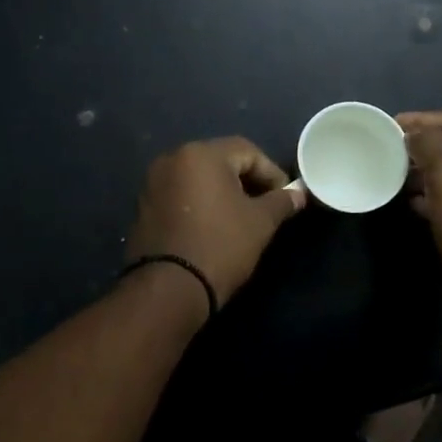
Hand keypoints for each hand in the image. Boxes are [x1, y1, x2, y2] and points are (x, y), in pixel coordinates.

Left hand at [126, 138, 306, 306]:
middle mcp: (172, 159)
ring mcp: (153, 183)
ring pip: (199, 178)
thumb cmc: (220, 246)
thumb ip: (282, 202)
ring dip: (223, 193)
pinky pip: (181, 195)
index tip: (286, 198)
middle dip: (247, 181)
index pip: (248, 151)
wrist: (168, 289)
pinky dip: (200, 204)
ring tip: (242, 218)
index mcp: (201, 154)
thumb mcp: (260, 223)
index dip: (272, 173)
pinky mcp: (143, 207)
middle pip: (221, 161)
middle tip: (267, 207)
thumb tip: (298, 194)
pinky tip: (213, 227)